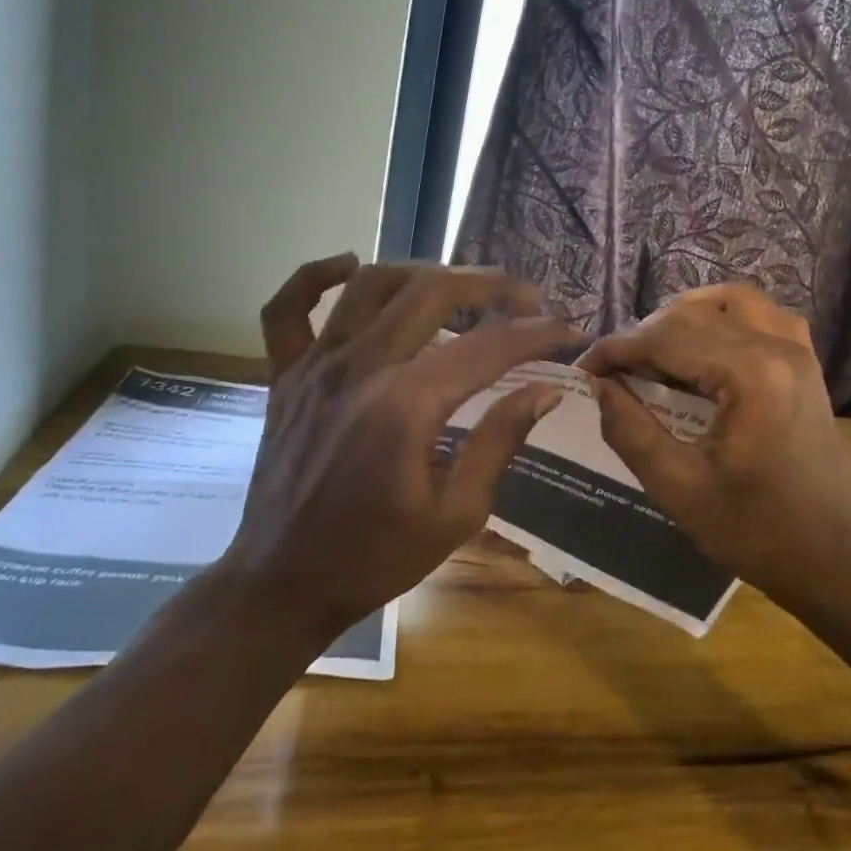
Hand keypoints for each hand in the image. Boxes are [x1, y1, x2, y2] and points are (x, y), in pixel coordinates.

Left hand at [224, 255, 576, 636]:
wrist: (282, 584)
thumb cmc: (375, 557)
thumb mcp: (456, 515)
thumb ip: (500, 442)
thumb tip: (545, 390)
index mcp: (406, 406)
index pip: (487, 346)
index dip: (536, 333)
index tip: (567, 331)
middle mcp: (360, 368)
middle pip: (433, 292)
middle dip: (491, 286)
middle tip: (526, 299)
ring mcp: (315, 366)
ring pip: (372, 284)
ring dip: (424, 273)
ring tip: (460, 286)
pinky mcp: (284, 375)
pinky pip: (287, 308)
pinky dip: (315, 276)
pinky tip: (349, 266)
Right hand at [579, 284, 850, 610]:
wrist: (830, 559)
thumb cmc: (753, 531)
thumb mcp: (677, 487)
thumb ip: (630, 428)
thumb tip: (597, 384)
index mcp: (750, 374)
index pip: (667, 338)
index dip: (617, 349)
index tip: (583, 369)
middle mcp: (778, 346)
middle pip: (694, 314)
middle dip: (644, 336)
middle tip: (611, 371)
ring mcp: (799, 350)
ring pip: (728, 302)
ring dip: (683, 318)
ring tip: (652, 353)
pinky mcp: (806, 362)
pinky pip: (760, 315)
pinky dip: (723, 317)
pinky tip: (701, 345)